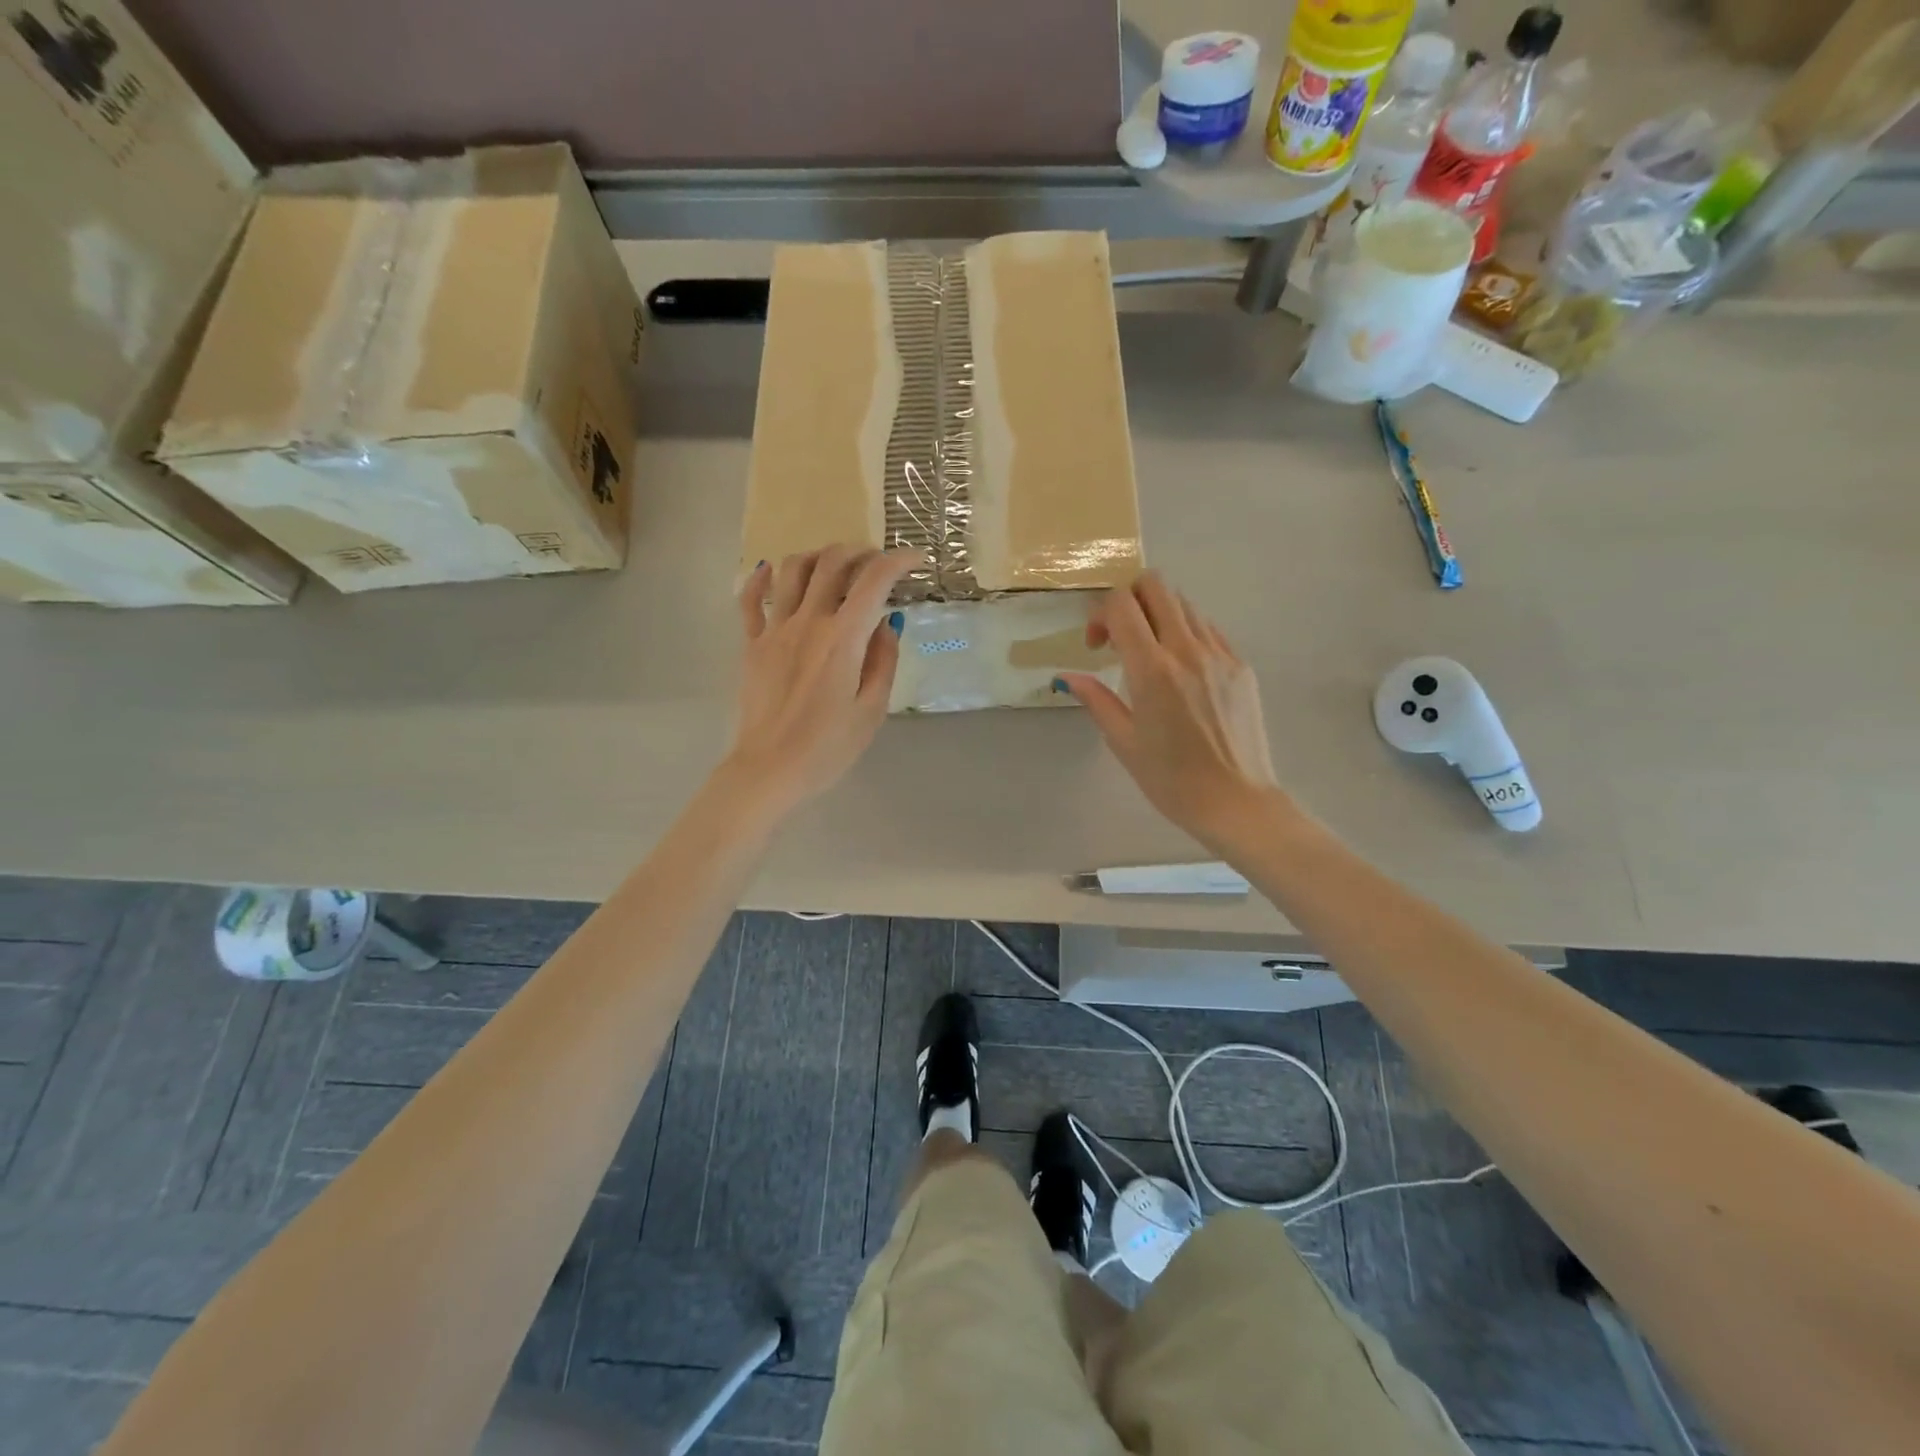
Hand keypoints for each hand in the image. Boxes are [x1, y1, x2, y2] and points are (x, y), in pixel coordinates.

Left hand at [723, 546, 915, 815]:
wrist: (769, 769)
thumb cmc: (828, 748)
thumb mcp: (872, 710)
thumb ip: (883, 661)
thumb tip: (887, 623)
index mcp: (843, 639)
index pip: (875, 581)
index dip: (899, 561)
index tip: (915, 560)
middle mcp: (808, 622)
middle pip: (832, 562)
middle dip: (860, 551)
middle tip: (876, 561)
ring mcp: (775, 630)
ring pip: (792, 569)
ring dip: (817, 556)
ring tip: (834, 565)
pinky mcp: (752, 644)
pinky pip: (751, 600)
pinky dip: (762, 578)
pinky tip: (770, 571)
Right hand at [1058, 573, 1282, 847]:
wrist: (1236, 802)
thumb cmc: (1171, 780)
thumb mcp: (1123, 742)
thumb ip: (1096, 700)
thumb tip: (1068, 677)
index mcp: (1152, 670)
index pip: (1122, 605)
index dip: (1100, 614)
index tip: (1096, 646)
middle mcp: (1187, 650)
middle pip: (1156, 585)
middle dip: (1129, 598)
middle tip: (1120, 636)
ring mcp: (1220, 654)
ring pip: (1184, 603)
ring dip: (1158, 615)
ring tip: (1150, 654)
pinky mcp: (1241, 666)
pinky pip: (1208, 629)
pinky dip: (1186, 633)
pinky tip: (1180, 670)